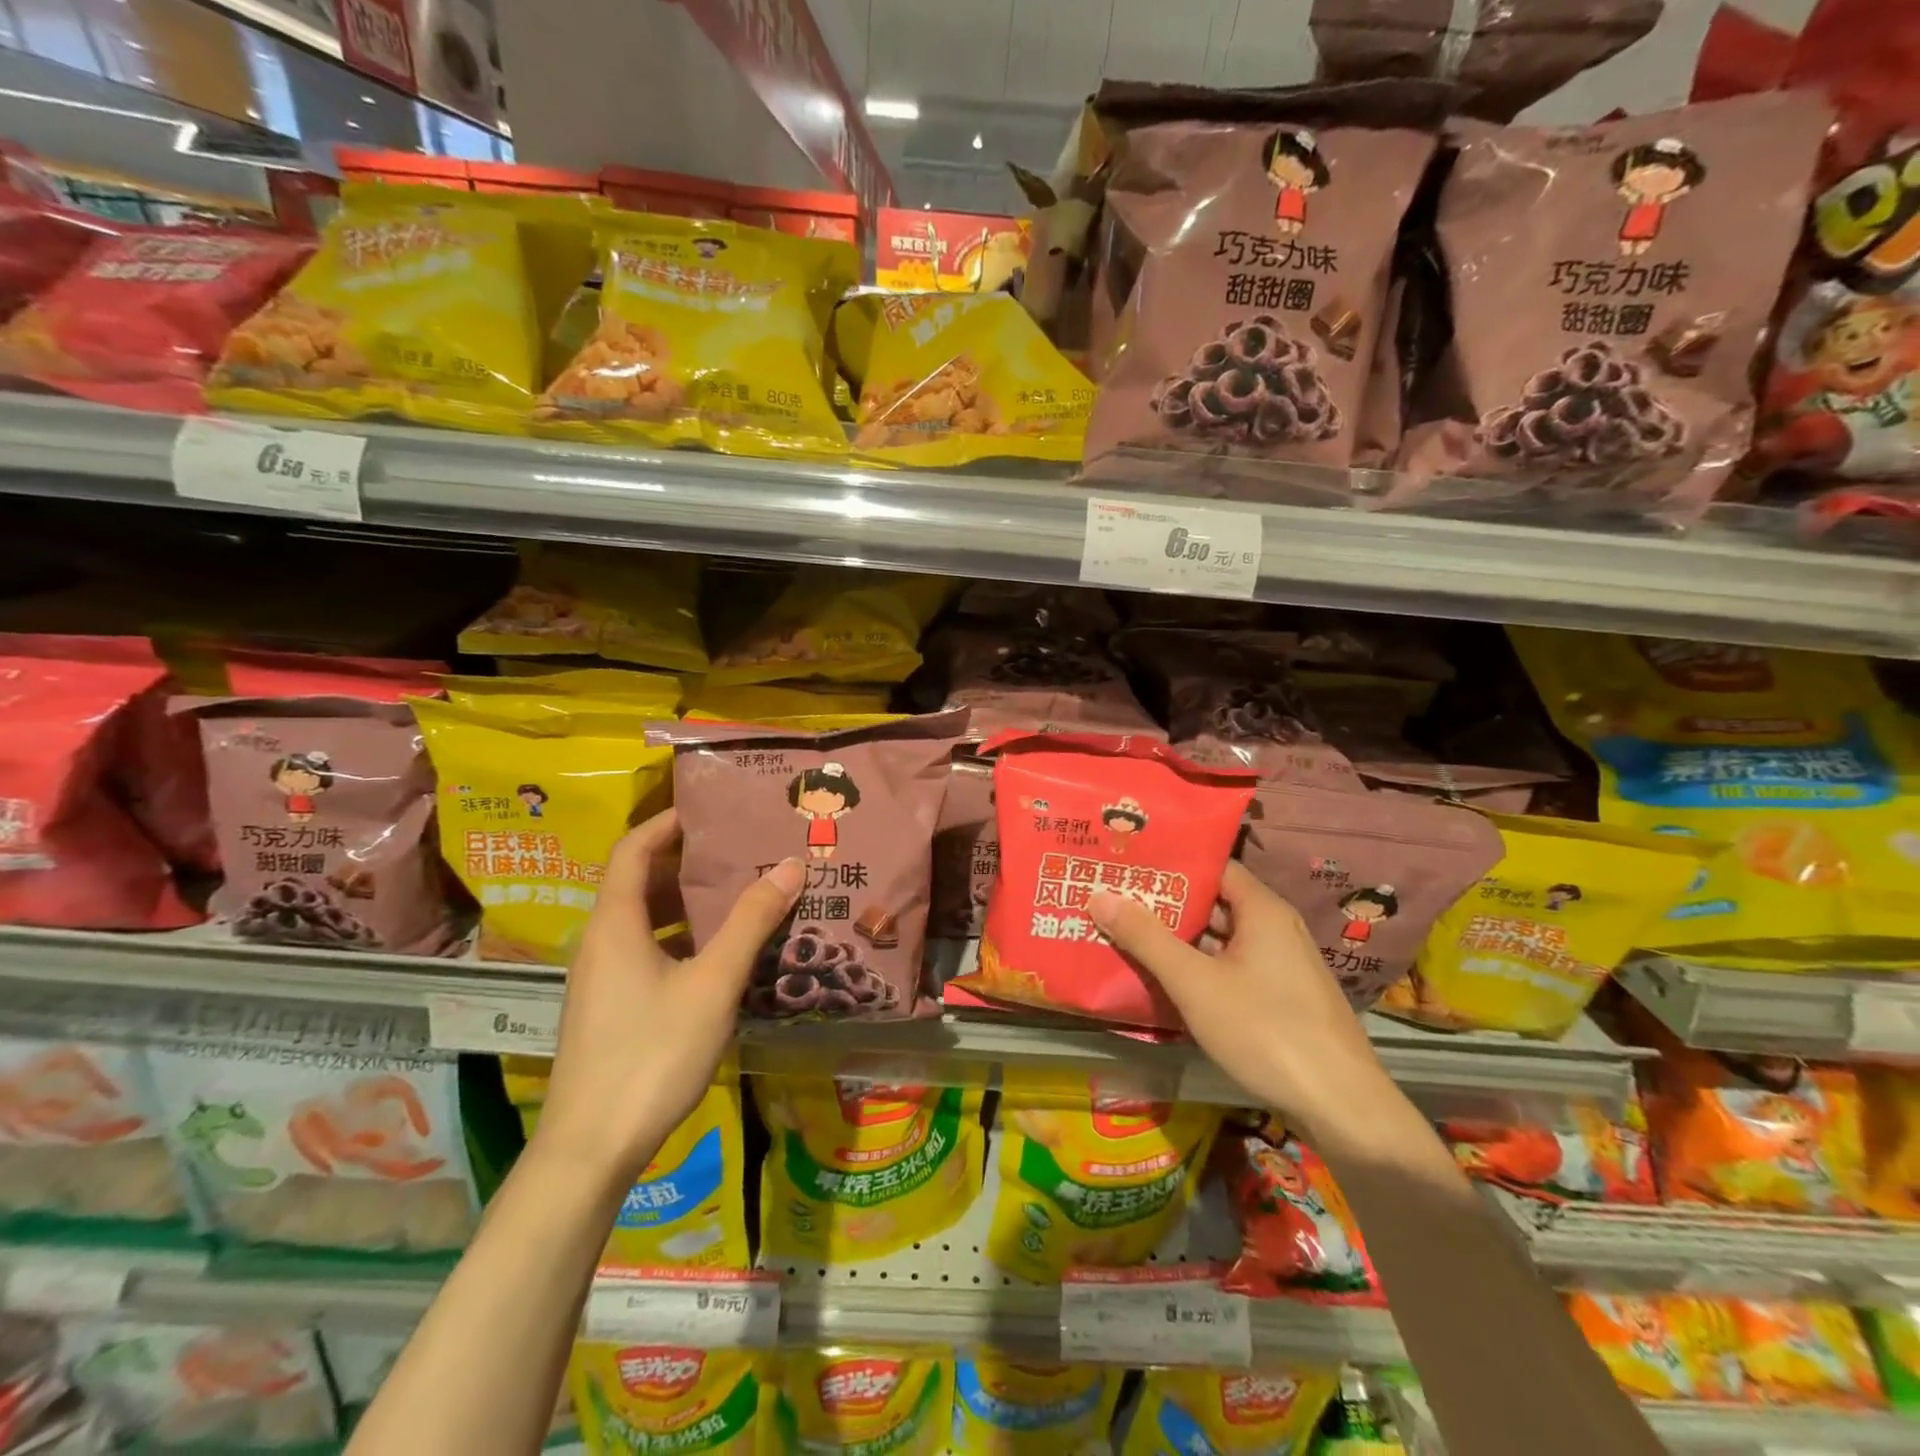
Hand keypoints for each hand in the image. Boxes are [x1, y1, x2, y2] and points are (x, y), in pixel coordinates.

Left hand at [534, 809, 802, 1186]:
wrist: (591, 1150)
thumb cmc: (651, 1054)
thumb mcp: (712, 983)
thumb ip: (750, 922)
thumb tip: (789, 865)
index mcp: (615, 923)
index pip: (633, 850)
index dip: (667, 822)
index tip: (710, 807)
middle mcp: (601, 941)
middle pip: (639, 881)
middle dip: (688, 860)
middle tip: (740, 848)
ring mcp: (602, 977)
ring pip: (645, 919)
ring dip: (688, 901)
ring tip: (739, 892)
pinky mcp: (610, 1007)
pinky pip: (647, 950)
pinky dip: (682, 936)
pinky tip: (720, 953)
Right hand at [1088, 861, 1400, 1145]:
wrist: (1343, 1107)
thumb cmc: (1266, 1030)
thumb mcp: (1195, 983)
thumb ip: (1146, 938)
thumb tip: (1099, 895)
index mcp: (1262, 910)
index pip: (1213, 866)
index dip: (1172, 863)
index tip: (1130, 864)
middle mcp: (1276, 927)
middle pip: (1215, 901)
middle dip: (1168, 902)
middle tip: (1117, 898)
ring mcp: (1282, 964)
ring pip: (1222, 938)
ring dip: (1181, 938)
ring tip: (1129, 932)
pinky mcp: (1283, 997)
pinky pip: (1233, 966)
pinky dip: (1201, 966)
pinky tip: (1167, 978)